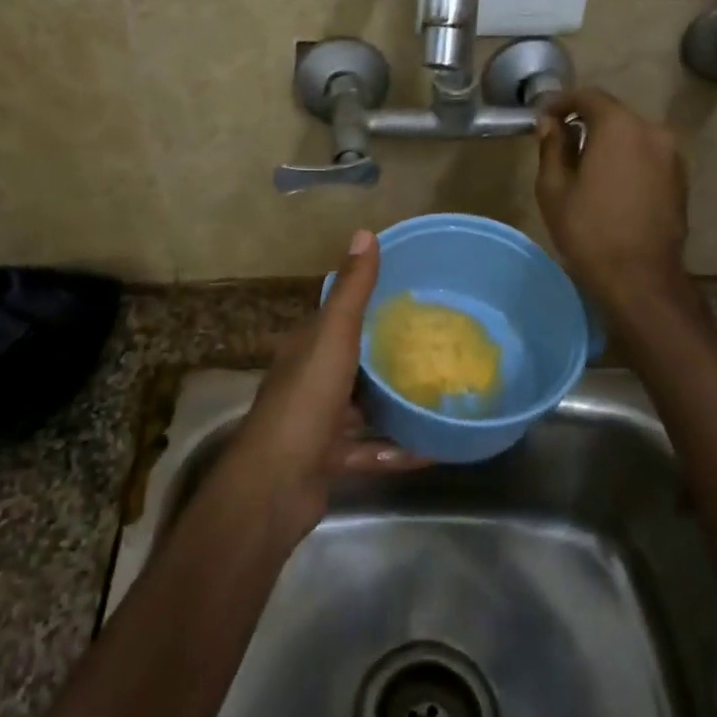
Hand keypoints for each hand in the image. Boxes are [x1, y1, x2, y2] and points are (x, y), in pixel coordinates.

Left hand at [229, 230, 429, 526]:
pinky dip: (397, 450)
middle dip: (388, 358)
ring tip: (440, 396)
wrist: (276, 484)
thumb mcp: (333, 337)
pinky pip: (370, 451)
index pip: (337, 318)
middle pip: (353, 364)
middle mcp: (309, 381)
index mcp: (306, 348)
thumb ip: (352, 291)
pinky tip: (434, 448)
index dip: (368, 306)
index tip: (409, 299)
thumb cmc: (306, 401)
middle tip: (435, 348)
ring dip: (396, 406)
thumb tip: (366, 232)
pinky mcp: (328, 460)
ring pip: (363, 409)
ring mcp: (317, 424)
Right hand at [536, 89, 688, 304]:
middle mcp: (652, 131)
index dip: (561, 102)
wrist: (640, 278)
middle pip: (613, 114)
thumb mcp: (554, 188)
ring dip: (607, 142)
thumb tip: (550, 124)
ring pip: (632, 136)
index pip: (588, 97)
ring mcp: (671, 156)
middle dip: (585, 122)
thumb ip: (552, 147)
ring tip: (583, 165)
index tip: (542, 116)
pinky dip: (626, 159)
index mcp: (620, 127)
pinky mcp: (680, 180)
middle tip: (559, 141)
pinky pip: (646, 156)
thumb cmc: (588, 230)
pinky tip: (608, 184)